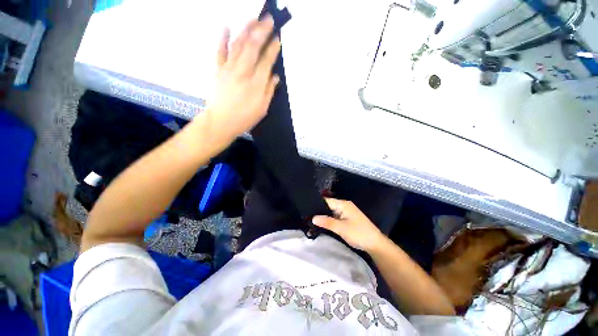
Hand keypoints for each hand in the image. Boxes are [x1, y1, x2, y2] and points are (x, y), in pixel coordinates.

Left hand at [207, 16, 280, 138]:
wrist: (221, 121)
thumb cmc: (245, 118)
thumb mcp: (262, 108)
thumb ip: (269, 91)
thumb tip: (275, 76)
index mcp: (256, 83)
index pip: (266, 61)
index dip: (273, 49)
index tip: (278, 38)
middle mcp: (243, 72)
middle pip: (253, 47)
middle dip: (262, 31)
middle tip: (269, 19)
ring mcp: (229, 69)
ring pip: (238, 45)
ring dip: (246, 29)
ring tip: (253, 18)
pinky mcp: (218, 70)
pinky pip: (220, 51)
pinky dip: (222, 38)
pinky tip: (226, 26)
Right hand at [312, 198, 385, 252]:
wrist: (375, 244)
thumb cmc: (359, 233)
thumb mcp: (341, 228)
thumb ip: (327, 222)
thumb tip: (313, 218)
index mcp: (343, 204)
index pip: (327, 201)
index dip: (316, 204)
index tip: (306, 209)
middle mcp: (344, 206)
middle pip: (328, 206)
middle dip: (319, 212)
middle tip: (307, 217)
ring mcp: (346, 213)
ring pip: (331, 213)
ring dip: (324, 217)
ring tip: (311, 221)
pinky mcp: (347, 220)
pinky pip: (335, 218)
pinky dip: (329, 221)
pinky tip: (321, 225)